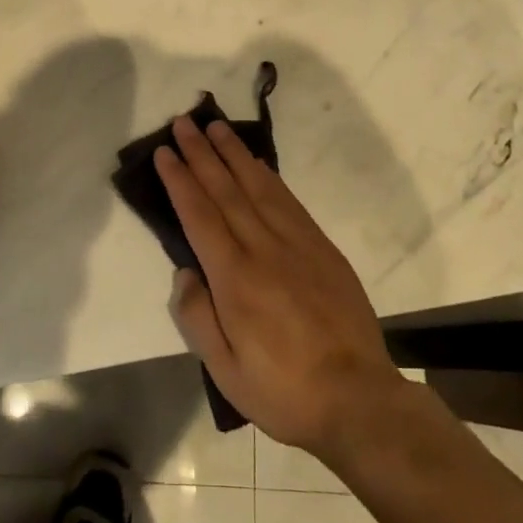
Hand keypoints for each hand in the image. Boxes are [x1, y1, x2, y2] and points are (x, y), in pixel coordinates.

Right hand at [155, 116, 404, 459]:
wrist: (358, 399)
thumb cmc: (284, 391)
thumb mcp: (226, 373)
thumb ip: (197, 318)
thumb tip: (184, 272)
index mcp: (235, 279)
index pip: (200, 215)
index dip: (180, 180)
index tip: (165, 152)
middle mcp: (263, 249)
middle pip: (226, 190)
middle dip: (201, 153)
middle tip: (184, 123)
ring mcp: (297, 243)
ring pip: (258, 186)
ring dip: (234, 154)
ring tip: (216, 127)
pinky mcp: (322, 247)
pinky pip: (289, 201)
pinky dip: (269, 176)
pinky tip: (257, 164)